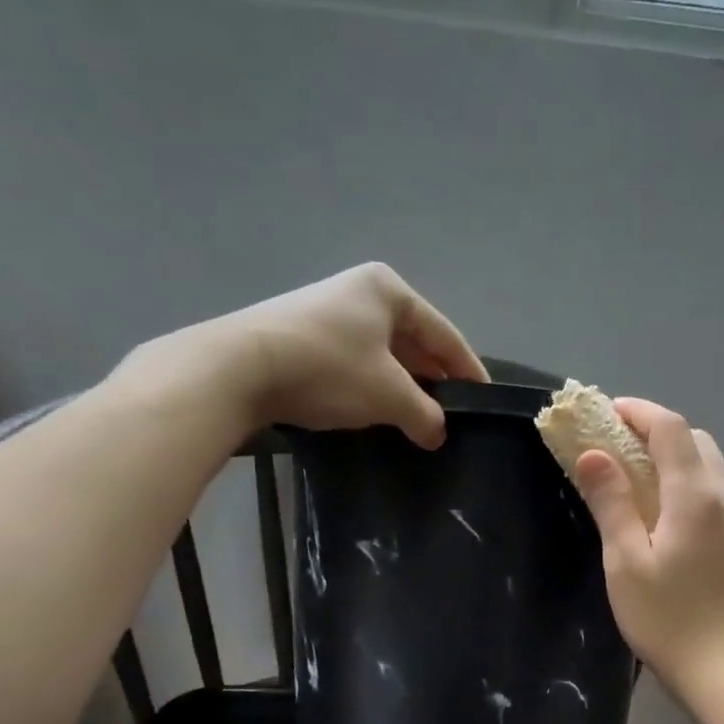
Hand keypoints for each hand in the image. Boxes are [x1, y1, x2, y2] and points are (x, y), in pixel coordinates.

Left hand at [116, 263, 486, 448]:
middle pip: (413, 341)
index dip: (468, 369)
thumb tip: (438, 433)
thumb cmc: (329, 369)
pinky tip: (377, 412)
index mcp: (389, 290)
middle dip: (433, 379)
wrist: (238, 369)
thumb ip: (425, 414)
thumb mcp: (389, 395)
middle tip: (452, 414)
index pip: (444, 334)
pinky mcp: (302, 336)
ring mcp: (327, 312)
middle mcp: (359, 292)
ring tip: (419, 419)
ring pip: (383, 354)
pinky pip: (355, 362)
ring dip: (402, 386)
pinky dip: (372, 386)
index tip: (485, 398)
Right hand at [571, 398, 723, 705]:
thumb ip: (611, 502)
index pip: (670, 428)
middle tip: (615, 446)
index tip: (605, 413)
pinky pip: (717, 492)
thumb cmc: (667, 618)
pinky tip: (667, 512)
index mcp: (696, 495)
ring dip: (674, 457)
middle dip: (655, 431)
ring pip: (709, 465)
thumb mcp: (626, 561)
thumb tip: (594, 453)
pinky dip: (689, 482)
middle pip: (694, 440)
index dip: (637, 411)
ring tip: (637, 478)